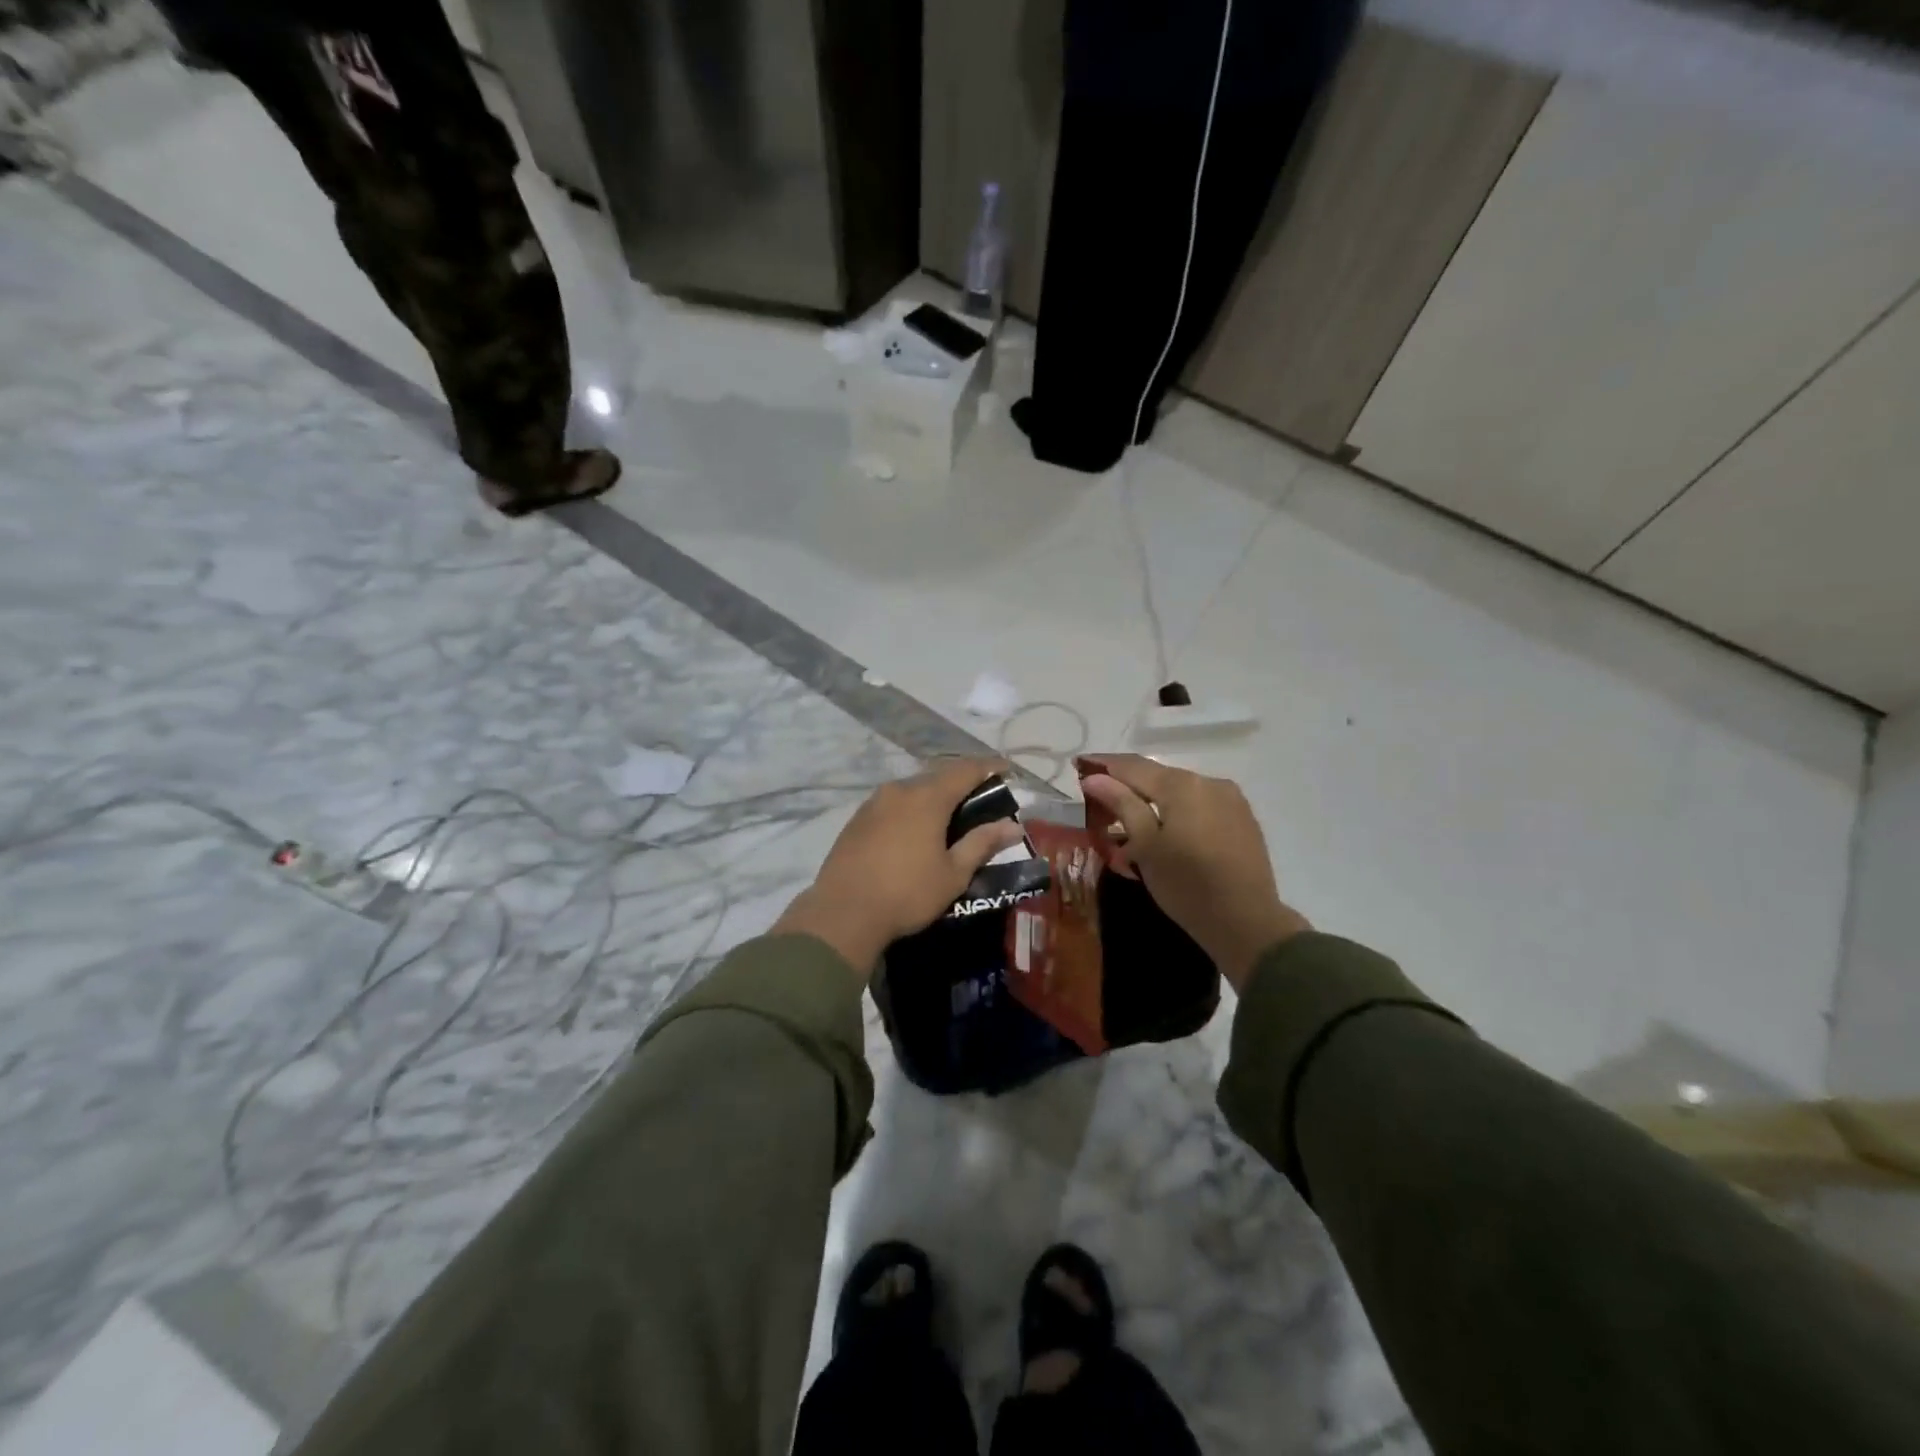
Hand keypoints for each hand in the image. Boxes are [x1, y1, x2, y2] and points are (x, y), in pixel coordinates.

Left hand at [773, 759, 1024, 977]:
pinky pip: (892, 803)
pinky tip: (914, 830)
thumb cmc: (907, 894)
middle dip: (961, 783)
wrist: (843, 913)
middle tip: (980, 798)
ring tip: (948, 816)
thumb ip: (982, 844)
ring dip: (933, 796)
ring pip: (912, 789)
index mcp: (927, 798)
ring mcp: (874, 803)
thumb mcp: (953, 873)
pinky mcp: (856, 819)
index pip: (965, 770)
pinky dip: (910, 809)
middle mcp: (899, 790)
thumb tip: (1013, 826)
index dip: (989, 767)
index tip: (1006, 770)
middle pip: (937, 776)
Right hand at [1077, 754, 1308, 990]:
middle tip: (1099, 799)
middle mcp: (1209, 781)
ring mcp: (1231, 799)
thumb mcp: (1145, 846)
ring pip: (1180, 791)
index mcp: (1182, 785)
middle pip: (1158, 776)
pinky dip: (1177, 812)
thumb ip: (1122, 805)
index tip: (1080, 765)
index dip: (1104, 765)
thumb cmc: (1186, 885)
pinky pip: (1200, 805)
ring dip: (1153, 800)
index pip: (1133, 765)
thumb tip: (1095, 778)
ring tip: (1129, 821)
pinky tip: (1164, 831)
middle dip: (1127, 785)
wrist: (1247, 922)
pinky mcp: (1243, 818)